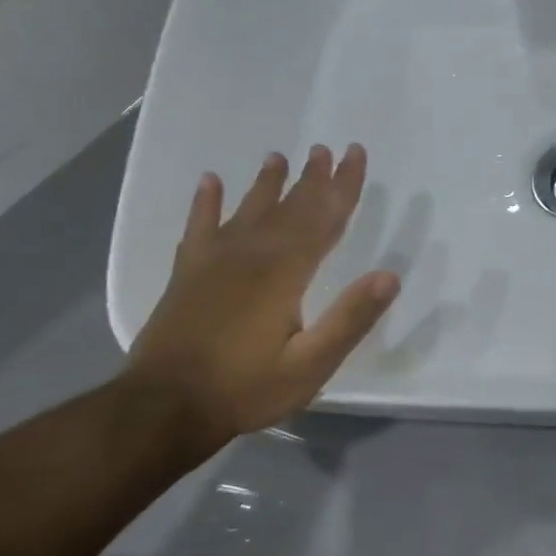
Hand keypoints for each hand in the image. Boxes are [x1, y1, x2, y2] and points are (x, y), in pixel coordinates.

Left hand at [123, 144, 399, 451]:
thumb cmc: (246, 388)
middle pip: (289, 208)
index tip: (356, 155)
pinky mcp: (187, 275)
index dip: (343, 187)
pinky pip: (199, 227)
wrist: (165, 407)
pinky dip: (205, 203)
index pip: (323, 219)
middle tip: (326, 149)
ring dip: (267, 184)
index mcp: (285, 273)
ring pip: (248, 211)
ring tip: (279, 157)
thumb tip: (390, 275)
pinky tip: (209, 182)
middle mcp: (250, 255)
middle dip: (312, 179)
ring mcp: (213, 262)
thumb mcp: (311, 365)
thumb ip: (350, 319)